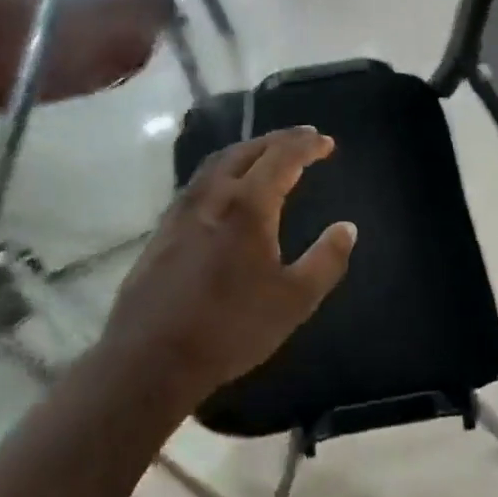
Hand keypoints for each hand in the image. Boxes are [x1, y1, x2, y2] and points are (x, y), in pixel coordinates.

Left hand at [107, 126, 356, 401]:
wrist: (150, 357)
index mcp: (248, 205)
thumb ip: (326, 260)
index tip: (327, 142)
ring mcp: (182, 210)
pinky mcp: (163, 229)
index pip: (282, 157)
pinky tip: (227, 191)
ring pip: (217, 162)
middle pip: (246, 150)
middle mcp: (212, 195)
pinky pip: (199, 182)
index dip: (307, 145)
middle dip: (277, 140)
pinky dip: (224, 171)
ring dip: (247, 151)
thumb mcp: (294, 301)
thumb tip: (347, 228)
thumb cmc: (230, 328)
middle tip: (302, 139)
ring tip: (267, 155)